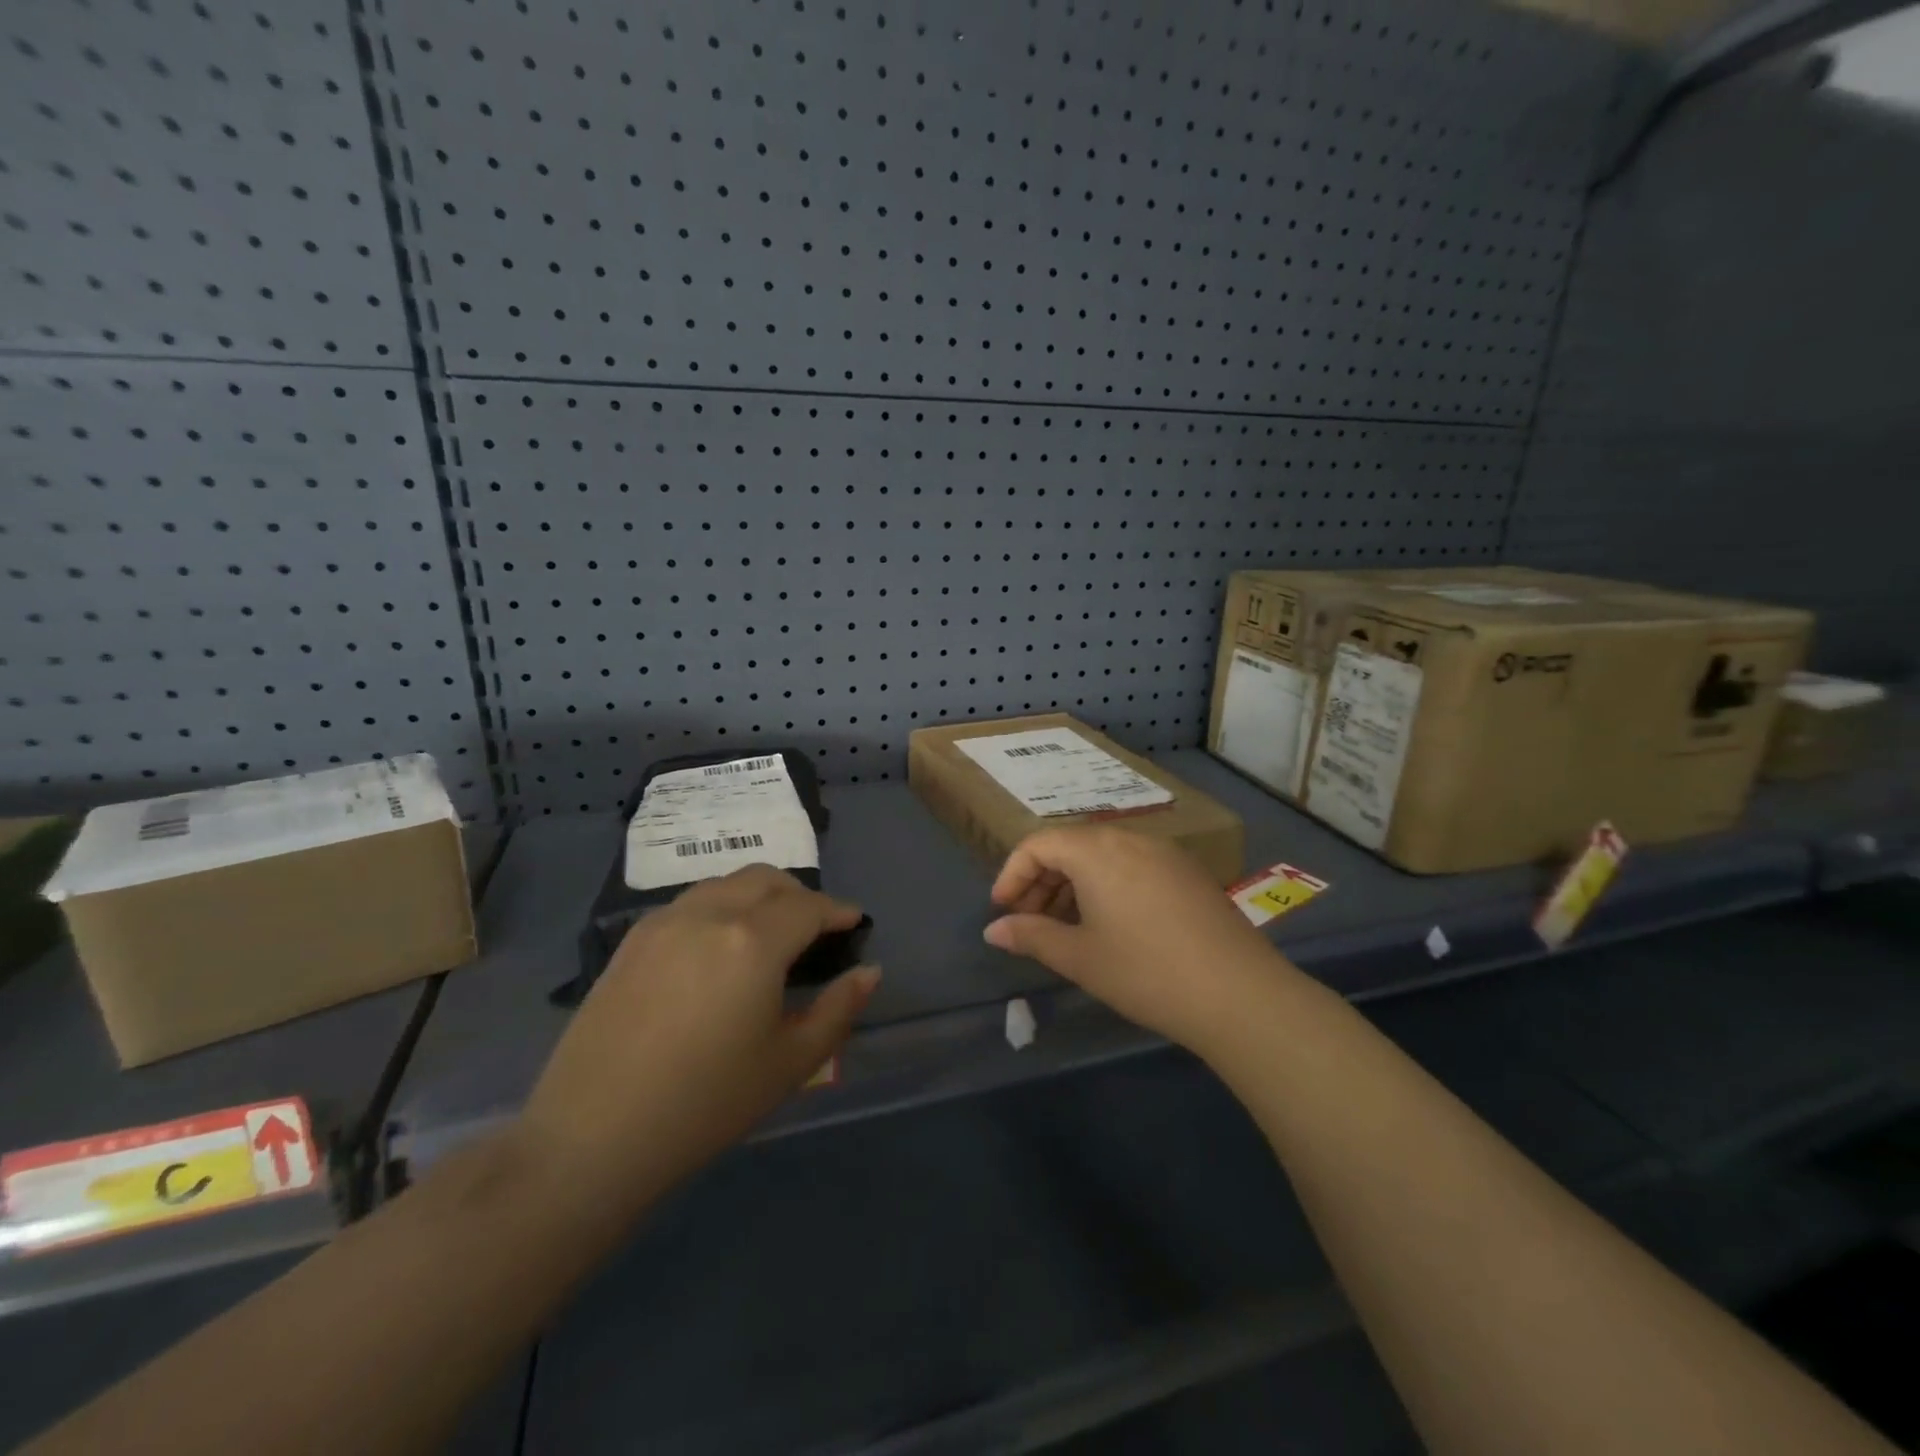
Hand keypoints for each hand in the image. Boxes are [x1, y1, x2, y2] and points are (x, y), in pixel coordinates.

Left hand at [523, 866, 877, 1207]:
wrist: (593, 1136)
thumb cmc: (706, 1103)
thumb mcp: (790, 1063)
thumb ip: (838, 1010)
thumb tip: (870, 972)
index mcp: (753, 940)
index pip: (808, 906)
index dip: (837, 911)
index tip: (854, 922)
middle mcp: (709, 914)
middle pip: (766, 879)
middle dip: (800, 894)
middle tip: (815, 927)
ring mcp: (664, 922)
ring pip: (725, 883)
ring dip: (758, 895)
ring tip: (769, 933)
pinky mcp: (632, 941)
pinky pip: (690, 903)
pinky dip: (720, 907)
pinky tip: (718, 948)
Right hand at [982, 827, 1296, 1054]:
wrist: (1239, 993)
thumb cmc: (1145, 972)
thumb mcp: (1080, 958)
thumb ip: (1031, 936)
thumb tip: (993, 930)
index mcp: (1097, 850)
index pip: (1038, 844)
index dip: (1012, 874)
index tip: (1003, 911)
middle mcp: (1130, 838)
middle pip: (1070, 845)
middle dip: (1041, 880)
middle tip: (1029, 922)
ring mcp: (1164, 852)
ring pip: (1103, 855)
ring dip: (1073, 884)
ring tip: (1066, 927)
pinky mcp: (1188, 872)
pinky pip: (1132, 864)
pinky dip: (1107, 885)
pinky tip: (1110, 924)